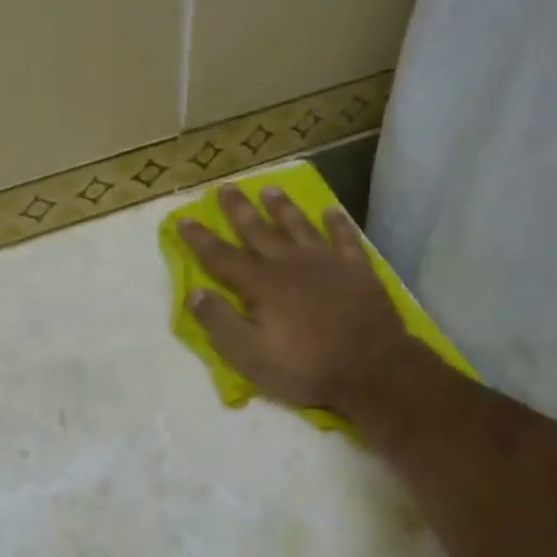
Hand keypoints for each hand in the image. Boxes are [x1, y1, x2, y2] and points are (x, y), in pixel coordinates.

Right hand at [177, 185, 418, 415]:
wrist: (372, 368)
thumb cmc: (305, 367)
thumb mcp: (250, 355)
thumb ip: (220, 322)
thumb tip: (194, 292)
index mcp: (262, 284)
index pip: (222, 257)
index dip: (201, 239)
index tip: (184, 219)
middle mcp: (290, 264)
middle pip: (259, 231)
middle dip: (239, 210)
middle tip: (226, 187)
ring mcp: (327, 263)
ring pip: (299, 226)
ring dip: (283, 208)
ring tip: (270, 190)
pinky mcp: (357, 270)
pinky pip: (345, 238)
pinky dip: (337, 223)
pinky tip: (331, 210)